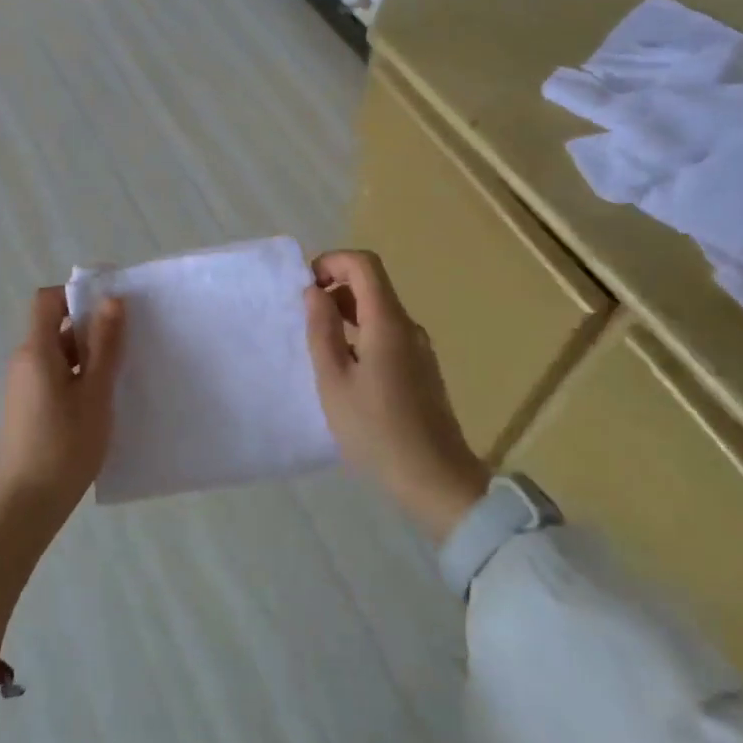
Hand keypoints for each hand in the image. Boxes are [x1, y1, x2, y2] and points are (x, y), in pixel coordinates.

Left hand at [0, 286, 125, 536]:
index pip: (48, 299)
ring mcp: (23, 386)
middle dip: (91, 328)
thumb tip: (112, 299)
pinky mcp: (27, 407)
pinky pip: (54, 376)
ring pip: (59, 354)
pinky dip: (77, 377)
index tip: (111, 306)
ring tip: (121, 375)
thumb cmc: (64, 446)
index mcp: (36, 350)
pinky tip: (100, 402)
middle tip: (129, 344)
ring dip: (88, 356)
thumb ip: (105, 345)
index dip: (77, 294)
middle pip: (56, 327)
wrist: (25, 507)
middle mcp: (24, 361)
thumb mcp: (95, 394)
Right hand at [304, 250, 491, 542]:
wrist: (436, 481)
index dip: (332, 262)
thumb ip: (322, 331)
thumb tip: (314, 292)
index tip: (306, 286)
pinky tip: (346, 368)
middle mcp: (408, 326)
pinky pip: (388, 333)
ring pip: (380, 309)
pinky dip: (362, 332)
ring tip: (320, 343)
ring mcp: (420, 348)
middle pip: (373, 284)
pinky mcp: (422, 369)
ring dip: (347, 312)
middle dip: (335, 286)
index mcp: (387, 323)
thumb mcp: (334, 381)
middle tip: (305, 317)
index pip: (364, 264)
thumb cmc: (376, 431)